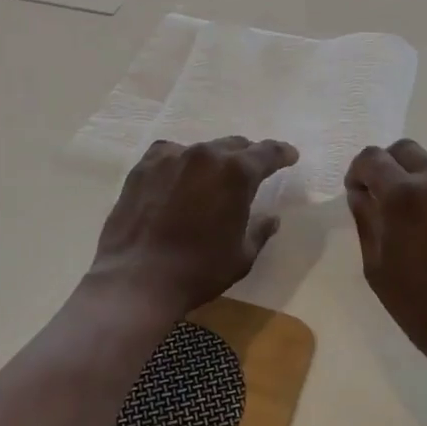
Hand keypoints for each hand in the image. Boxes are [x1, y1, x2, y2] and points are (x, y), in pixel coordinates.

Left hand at [90, 136, 297, 316]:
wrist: (136, 280)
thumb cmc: (198, 271)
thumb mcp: (242, 256)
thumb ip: (260, 230)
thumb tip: (271, 218)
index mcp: (237, 173)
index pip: (268, 153)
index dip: (282, 154)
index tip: (290, 156)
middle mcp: (205, 155)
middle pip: (234, 146)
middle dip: (247, 157)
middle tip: (252, 171)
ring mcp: (171, 157)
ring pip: (202, 149)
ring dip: (213, 161)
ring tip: (213, 178)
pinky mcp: (143, 167)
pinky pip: (170, 154)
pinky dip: (181, 162)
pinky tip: (179, 177)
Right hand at [345, 140, 426, 377]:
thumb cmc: (418, 304)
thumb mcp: (375, 265)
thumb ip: (366, 219)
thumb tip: (361, 193)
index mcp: (403, 194)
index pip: (372, 157)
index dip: (357, 171)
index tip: (357, 192)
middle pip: (405, 149)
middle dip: (387, 165)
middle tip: (381, 195)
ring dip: (415, 177)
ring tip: (412, 213)